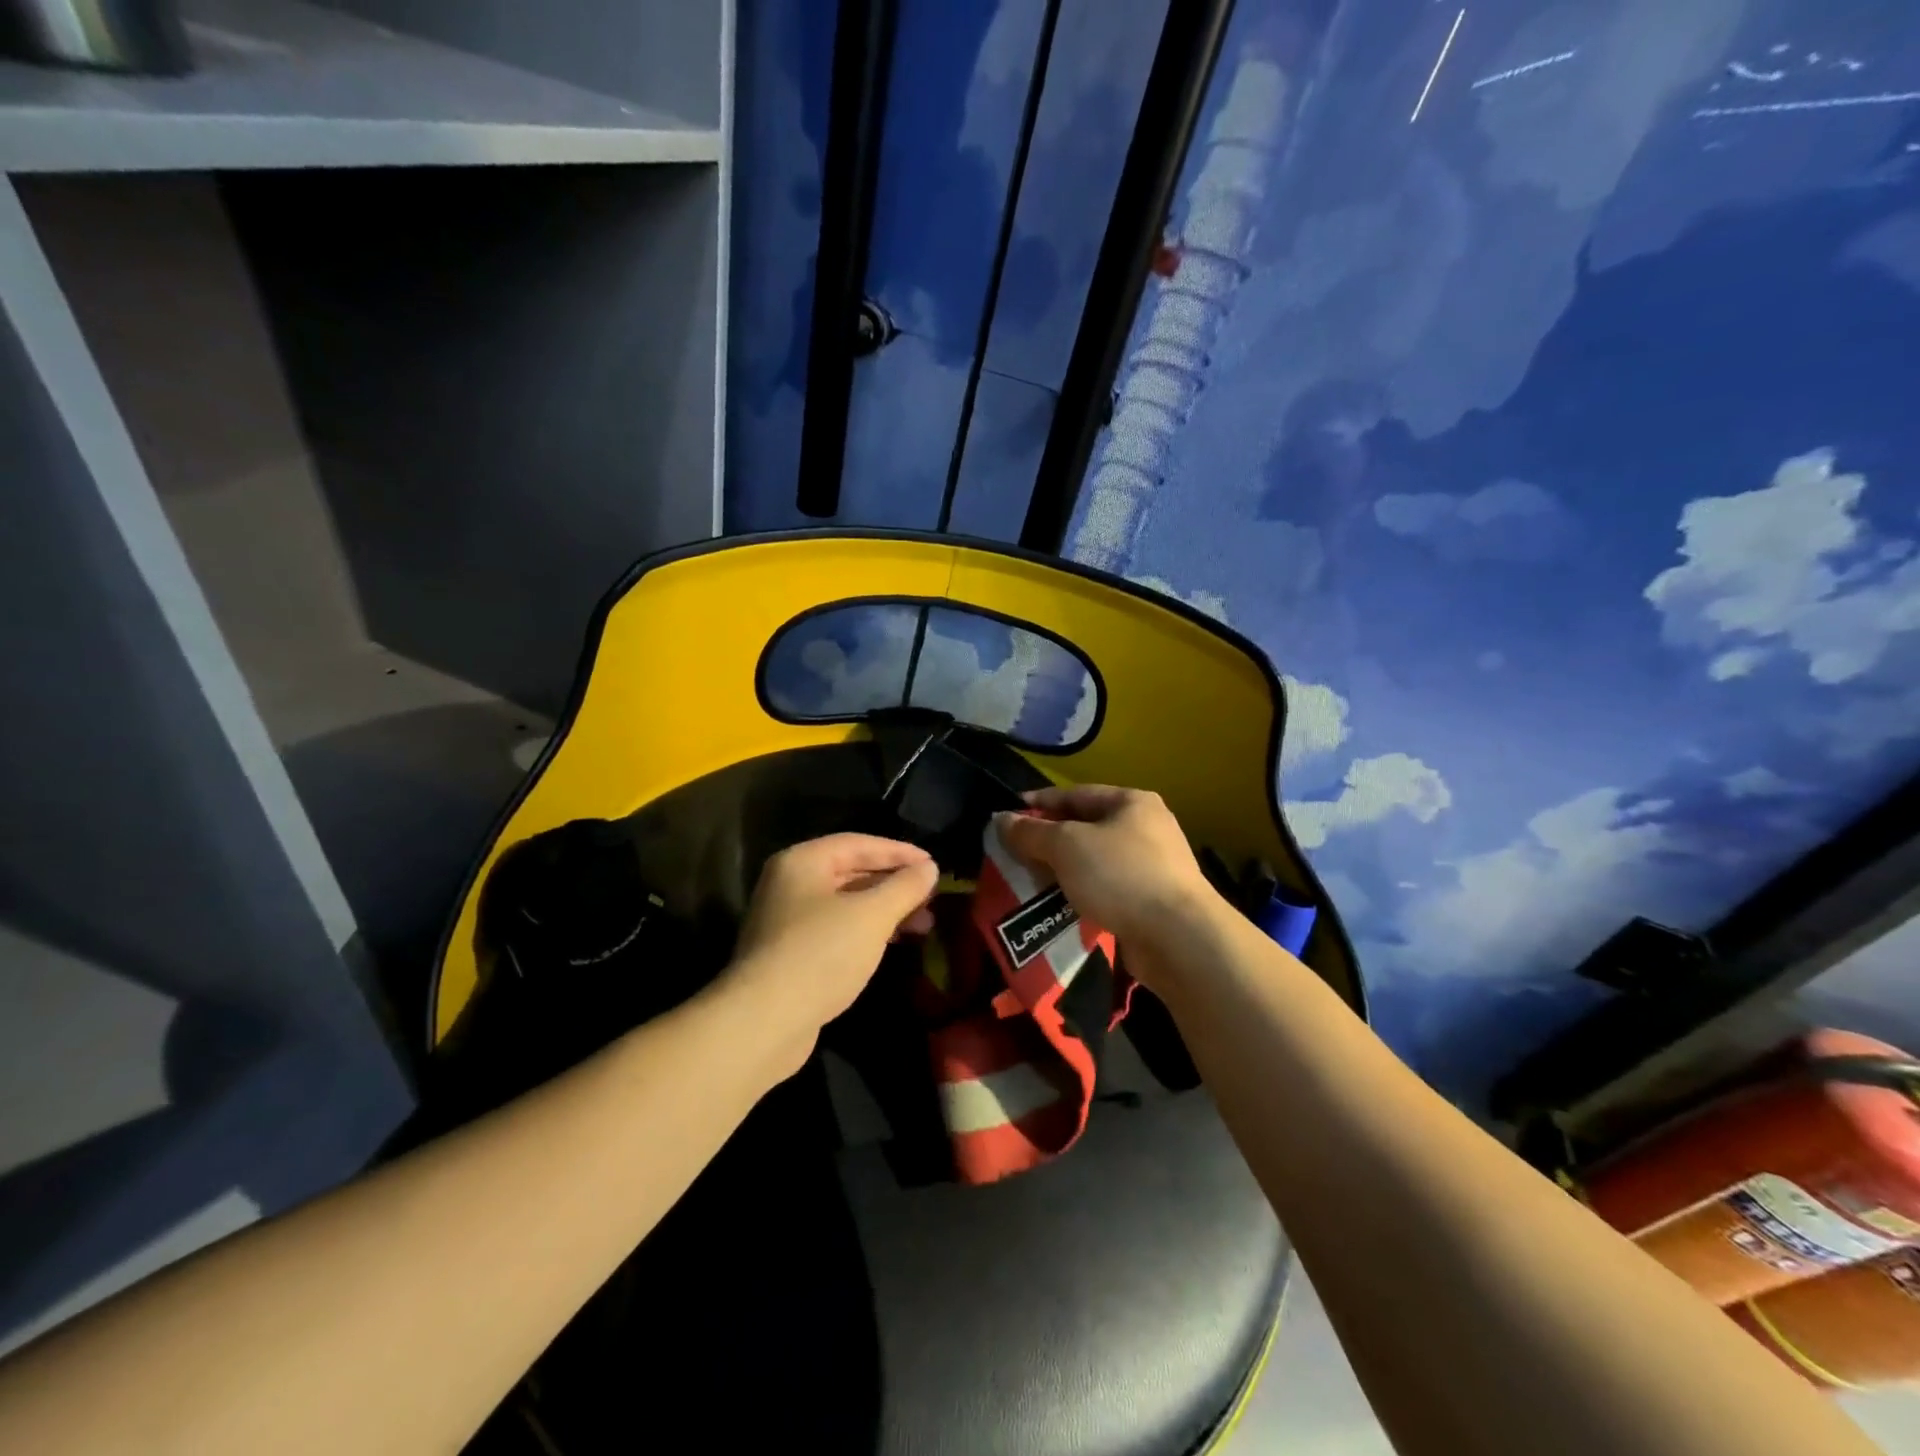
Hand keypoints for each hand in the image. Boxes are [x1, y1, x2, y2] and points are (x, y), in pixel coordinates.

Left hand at [724, 834, 937, 1068]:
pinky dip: (866, 932)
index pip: (858, 844)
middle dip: (894, 884)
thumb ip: (904, 887)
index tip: (934, 865)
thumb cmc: (821, 954)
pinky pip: (837, 931)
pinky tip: (891, 945)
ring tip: (922, 926)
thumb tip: (929, 867)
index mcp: (801, 862)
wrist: (764, 1022)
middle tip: (931, 898)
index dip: (900, 852)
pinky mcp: (790, 955)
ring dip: (885, 911)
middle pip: (851, 872)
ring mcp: (786, 921)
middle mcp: (789, 884)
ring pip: (846, 905)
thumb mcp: (872, 915)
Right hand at [994, 786, 1220, 957]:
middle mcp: (1148, 828)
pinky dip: (1083, 895)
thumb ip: (1031, 832)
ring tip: (1032, 883)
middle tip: (1015, 854)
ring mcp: (1154, 866)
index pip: (1076, 794)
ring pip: (1096, 862)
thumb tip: (1001, 819)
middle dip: (1049, 841)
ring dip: (1065, 871)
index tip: (1007, 814)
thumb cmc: (1121, 876)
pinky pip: (1107, 890)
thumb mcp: (1066, 846)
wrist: (1178, 938)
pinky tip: (1061, 907)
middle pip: (1086, 828)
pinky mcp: (1153, 902)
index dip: (1039, 803)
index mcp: (1132, 802)